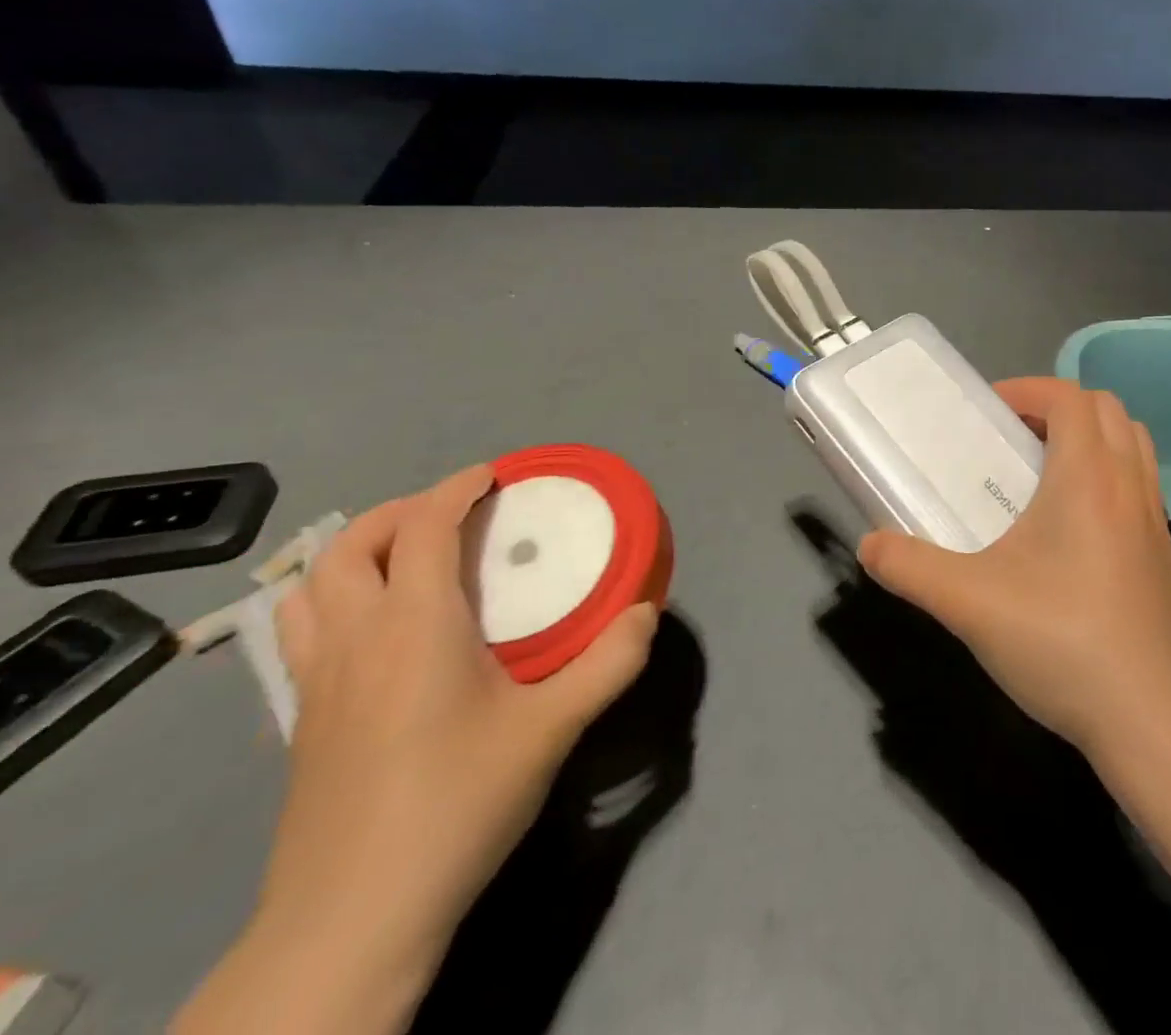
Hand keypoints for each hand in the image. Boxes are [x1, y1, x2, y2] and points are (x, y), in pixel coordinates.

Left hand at [183, 466, 657, 1032]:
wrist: (353, 919)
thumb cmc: (457, 802)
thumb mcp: (553, 729)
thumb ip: (609, 663)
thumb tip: (645, 613)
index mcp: (413, 626)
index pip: (421, 527)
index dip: (455, 489)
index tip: (493, 476)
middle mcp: (354, 640)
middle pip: (349, 546)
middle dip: (400, 512)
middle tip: (453, 514)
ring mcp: (315, 684)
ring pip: (308, 589)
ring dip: (356, 554)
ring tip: (408, 560)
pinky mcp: (299, 724)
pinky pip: (302, 633)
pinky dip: (334, 602)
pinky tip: (380, 633)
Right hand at [858, 378, 1170, 752]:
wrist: (1150, 718)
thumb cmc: (1062, 642)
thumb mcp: (970, 603)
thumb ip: (911, 567)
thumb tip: (870, 545)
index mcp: (1087, 476)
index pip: (1068, 396)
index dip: (1027, 389)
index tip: (989, 411)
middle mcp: (1128, 482)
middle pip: (1104, 408)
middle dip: (1057, 406)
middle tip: (1014, 437)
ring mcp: (1154, 516)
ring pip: (1131, 439)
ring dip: (1090, 435)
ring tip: (1045, 471)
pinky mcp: (1164, 550)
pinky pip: (1139, 480)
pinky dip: (1110, 471)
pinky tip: (1074, 525)